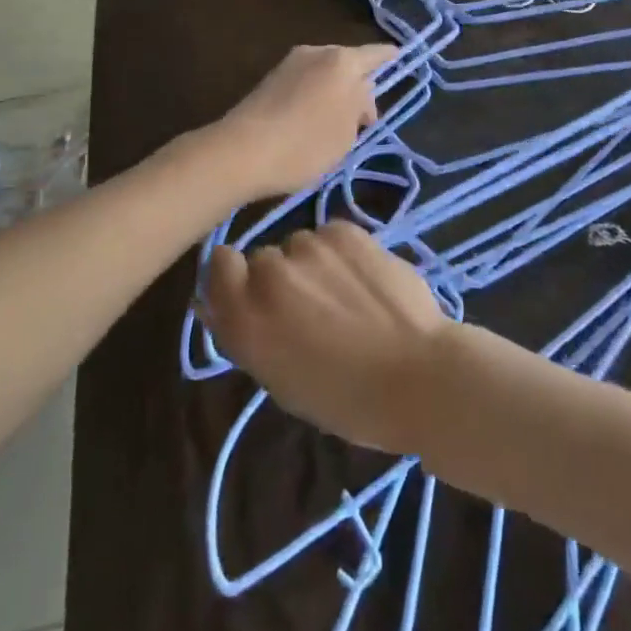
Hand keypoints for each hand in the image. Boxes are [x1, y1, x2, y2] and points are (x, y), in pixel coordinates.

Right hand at [200, 221, 454, 454]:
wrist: (419, 374)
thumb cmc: (347, 398)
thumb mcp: (280, 380)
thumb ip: (244, 334)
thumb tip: (211, 303)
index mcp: (246, 319)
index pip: (217, 266)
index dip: (234, 277)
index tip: (253, 296)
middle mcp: (269, 275)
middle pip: (262, 259)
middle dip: (278, 278)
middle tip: (310, 309)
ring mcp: (308, 247)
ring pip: (298, 245)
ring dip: (311, 264)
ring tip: (345, 295)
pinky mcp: (344, 231)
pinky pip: (329, 235)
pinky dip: (339, 252)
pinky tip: (363, 279)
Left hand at [205, 43, 396, 203]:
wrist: (241, 150)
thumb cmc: (305, 144)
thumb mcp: (346, 133)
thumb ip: (360, 108)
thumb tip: (360, 98)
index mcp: (342, 61)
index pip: (375, 54)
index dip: (390, 57)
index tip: (400, 57)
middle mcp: (317, 52)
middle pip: (348, 63)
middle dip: (359, 85)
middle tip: (365, 117)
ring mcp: (290, 63)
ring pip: (325, 73)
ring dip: (335, 92)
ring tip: (338, 125)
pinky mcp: (270, 79)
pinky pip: (305, 82)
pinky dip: (315, 96)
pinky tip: (312, 122)